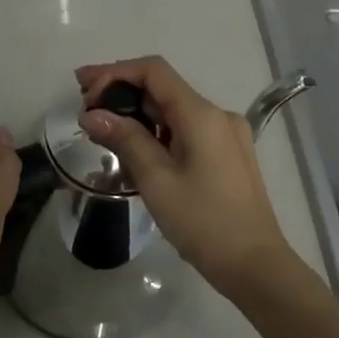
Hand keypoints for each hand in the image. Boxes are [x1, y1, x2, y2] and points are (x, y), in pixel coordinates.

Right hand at [75, 56, 296, 297]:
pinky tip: (135, 154)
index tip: (83, 90)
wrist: (255, 265)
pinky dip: (158, 134)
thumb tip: (91, 114)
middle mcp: (217, 115)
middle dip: (121, 94)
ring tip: (103, 135)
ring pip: (173, 112)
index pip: (153, 71)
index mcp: (201, 114)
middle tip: (85, 110)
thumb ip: (124, 139)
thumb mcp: (156, 180)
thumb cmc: (203, 221)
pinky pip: (186, 132)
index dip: (114, 73)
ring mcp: (226, 135)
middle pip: (162, 89)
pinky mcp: (228, 155)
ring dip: (137, 117)